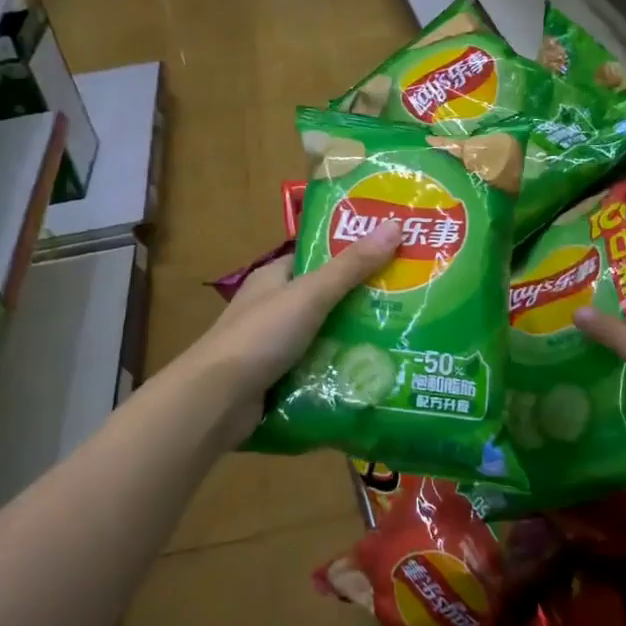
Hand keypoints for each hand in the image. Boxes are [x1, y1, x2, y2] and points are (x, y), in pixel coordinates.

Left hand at [183, 221, 403, 444]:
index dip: (352, 254)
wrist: (216, 400)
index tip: (393, 256)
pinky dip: (339, 372)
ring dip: (354, 341)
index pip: (317, 258)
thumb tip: (394, 225)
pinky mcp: (278, 380)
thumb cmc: (260, 336)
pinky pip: (317, 370)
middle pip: (326, 300)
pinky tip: (374, 376)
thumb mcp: (310, 295)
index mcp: (274, 278)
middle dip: (362, 303)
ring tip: (404, 340)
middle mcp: (273, 308)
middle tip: (409, 303)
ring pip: (324, 338)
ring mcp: (274, 346)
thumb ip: (351, 266)